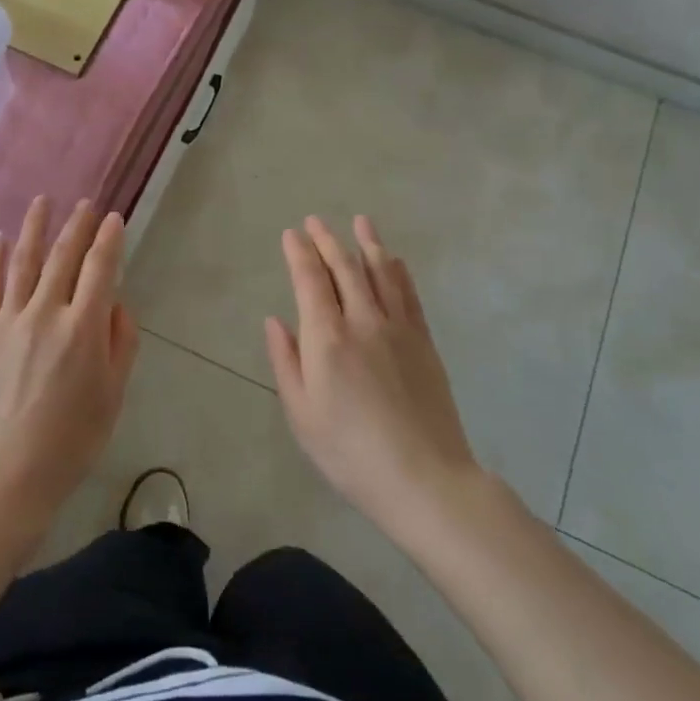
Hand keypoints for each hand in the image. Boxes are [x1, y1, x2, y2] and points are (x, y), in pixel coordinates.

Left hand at [0, 197, 138, 523]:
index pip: (100, 269)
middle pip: (63, 258)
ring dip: (35, 228)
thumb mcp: (113, 395)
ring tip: (42, 201)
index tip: (113, 218)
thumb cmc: (71, 440)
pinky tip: (0, 240)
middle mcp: (46, 313)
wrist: (6, 473)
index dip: (108, 240)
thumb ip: (121, 343)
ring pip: (23, 262)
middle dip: (77, 226)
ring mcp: (8, 320)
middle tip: (85, 204)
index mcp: (83, 328)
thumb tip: (116, 303)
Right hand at [265, 216, 481, 536]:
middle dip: (327, 240)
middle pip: (344, 268)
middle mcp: (362, 321)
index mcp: (327, 338)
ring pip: (381, 273)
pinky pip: (409, 295)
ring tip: (359, 221)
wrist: (424, 479)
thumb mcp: (301, 414)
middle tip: (315, 221)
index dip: (299, 253)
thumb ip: (285, 362)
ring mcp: (398, 329)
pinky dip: (399, 272)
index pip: (310, 280)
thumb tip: (275, 320)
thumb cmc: (350, 453)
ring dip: (367, 244)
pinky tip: (394, 260)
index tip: (291, 234)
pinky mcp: (423, 342)